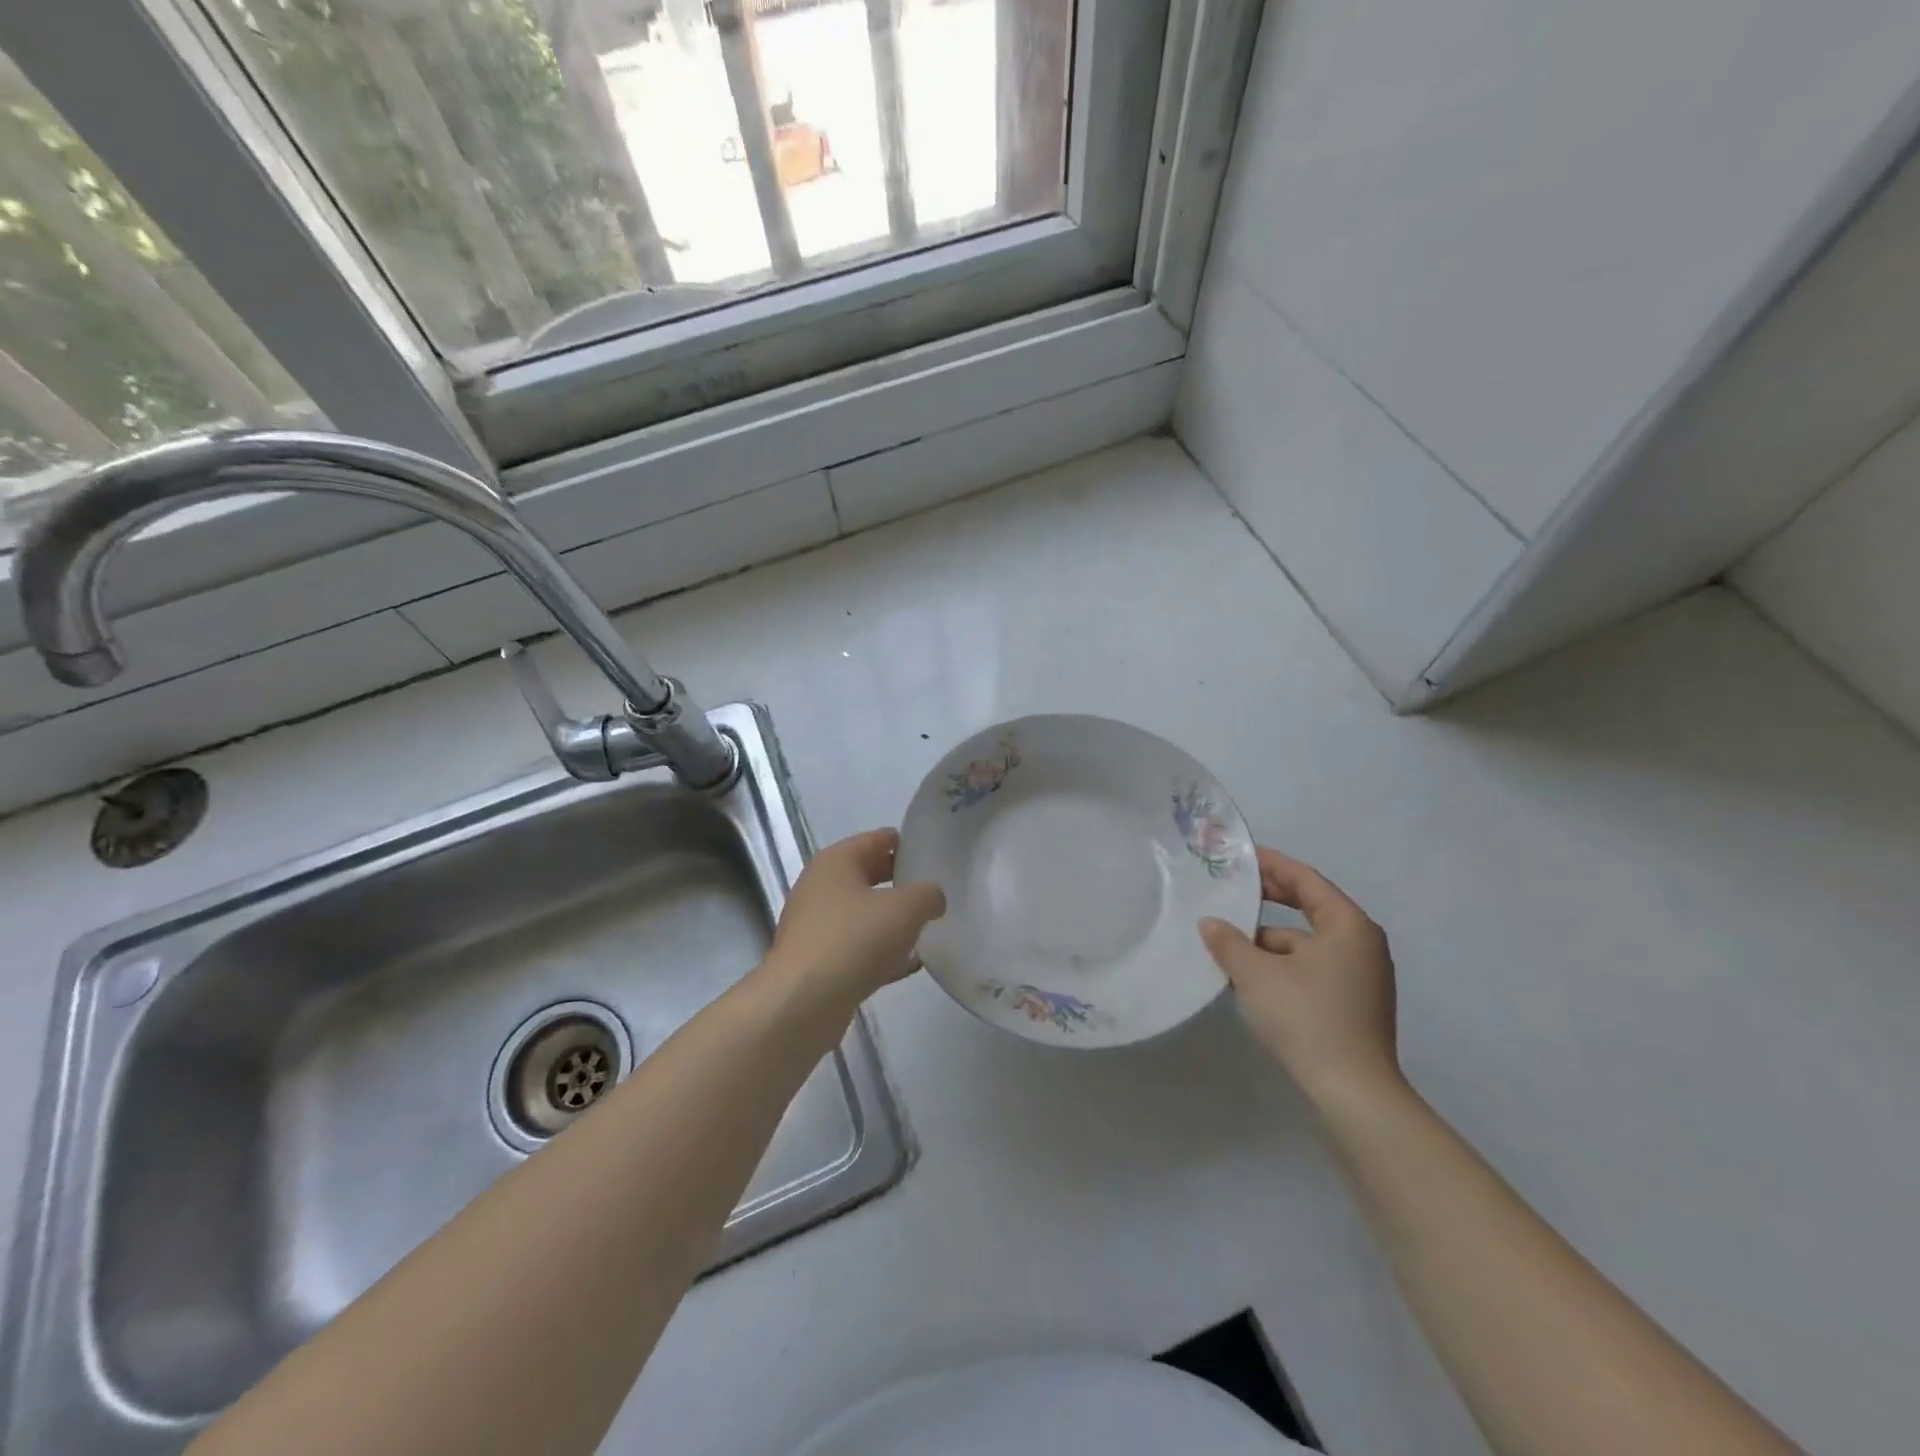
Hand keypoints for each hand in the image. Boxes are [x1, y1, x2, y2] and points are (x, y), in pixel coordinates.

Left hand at [766, 828, 945, 1002]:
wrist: (803, 1003)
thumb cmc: (854, 939)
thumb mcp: (905, 909)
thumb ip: (928, 895)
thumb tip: (933, 897)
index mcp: (836, 861)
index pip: (877, 840)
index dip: (905, 842)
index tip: (934, 851)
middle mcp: (820, 888)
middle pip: (868, 876)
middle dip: (900, 881)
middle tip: (934, 888)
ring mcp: (816, 927)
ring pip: (863, 915)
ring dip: (891, 920)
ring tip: (927, 925)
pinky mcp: (818, 963)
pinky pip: (858, 949)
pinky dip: (882, 953)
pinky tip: (911, 964)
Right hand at [1200, 847, 1399, 1103]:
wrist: (1352, 1094)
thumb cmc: (1306, 1017)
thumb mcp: (1256, 974)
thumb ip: (1229, 942)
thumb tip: (1210, 923)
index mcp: (1348, 926)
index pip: (1306, 880)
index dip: (1272, 864)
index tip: (1241, 856)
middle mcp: (1361, 945)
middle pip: (1309, 909)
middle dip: (1268, 901)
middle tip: (1230, 890)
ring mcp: (1361, 978)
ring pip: (1306, 944)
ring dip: (1268, 941)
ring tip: (1227, 943)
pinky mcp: (1353, 1006)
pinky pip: (1311, 970)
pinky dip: (1281, 967)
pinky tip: (1249, 978)